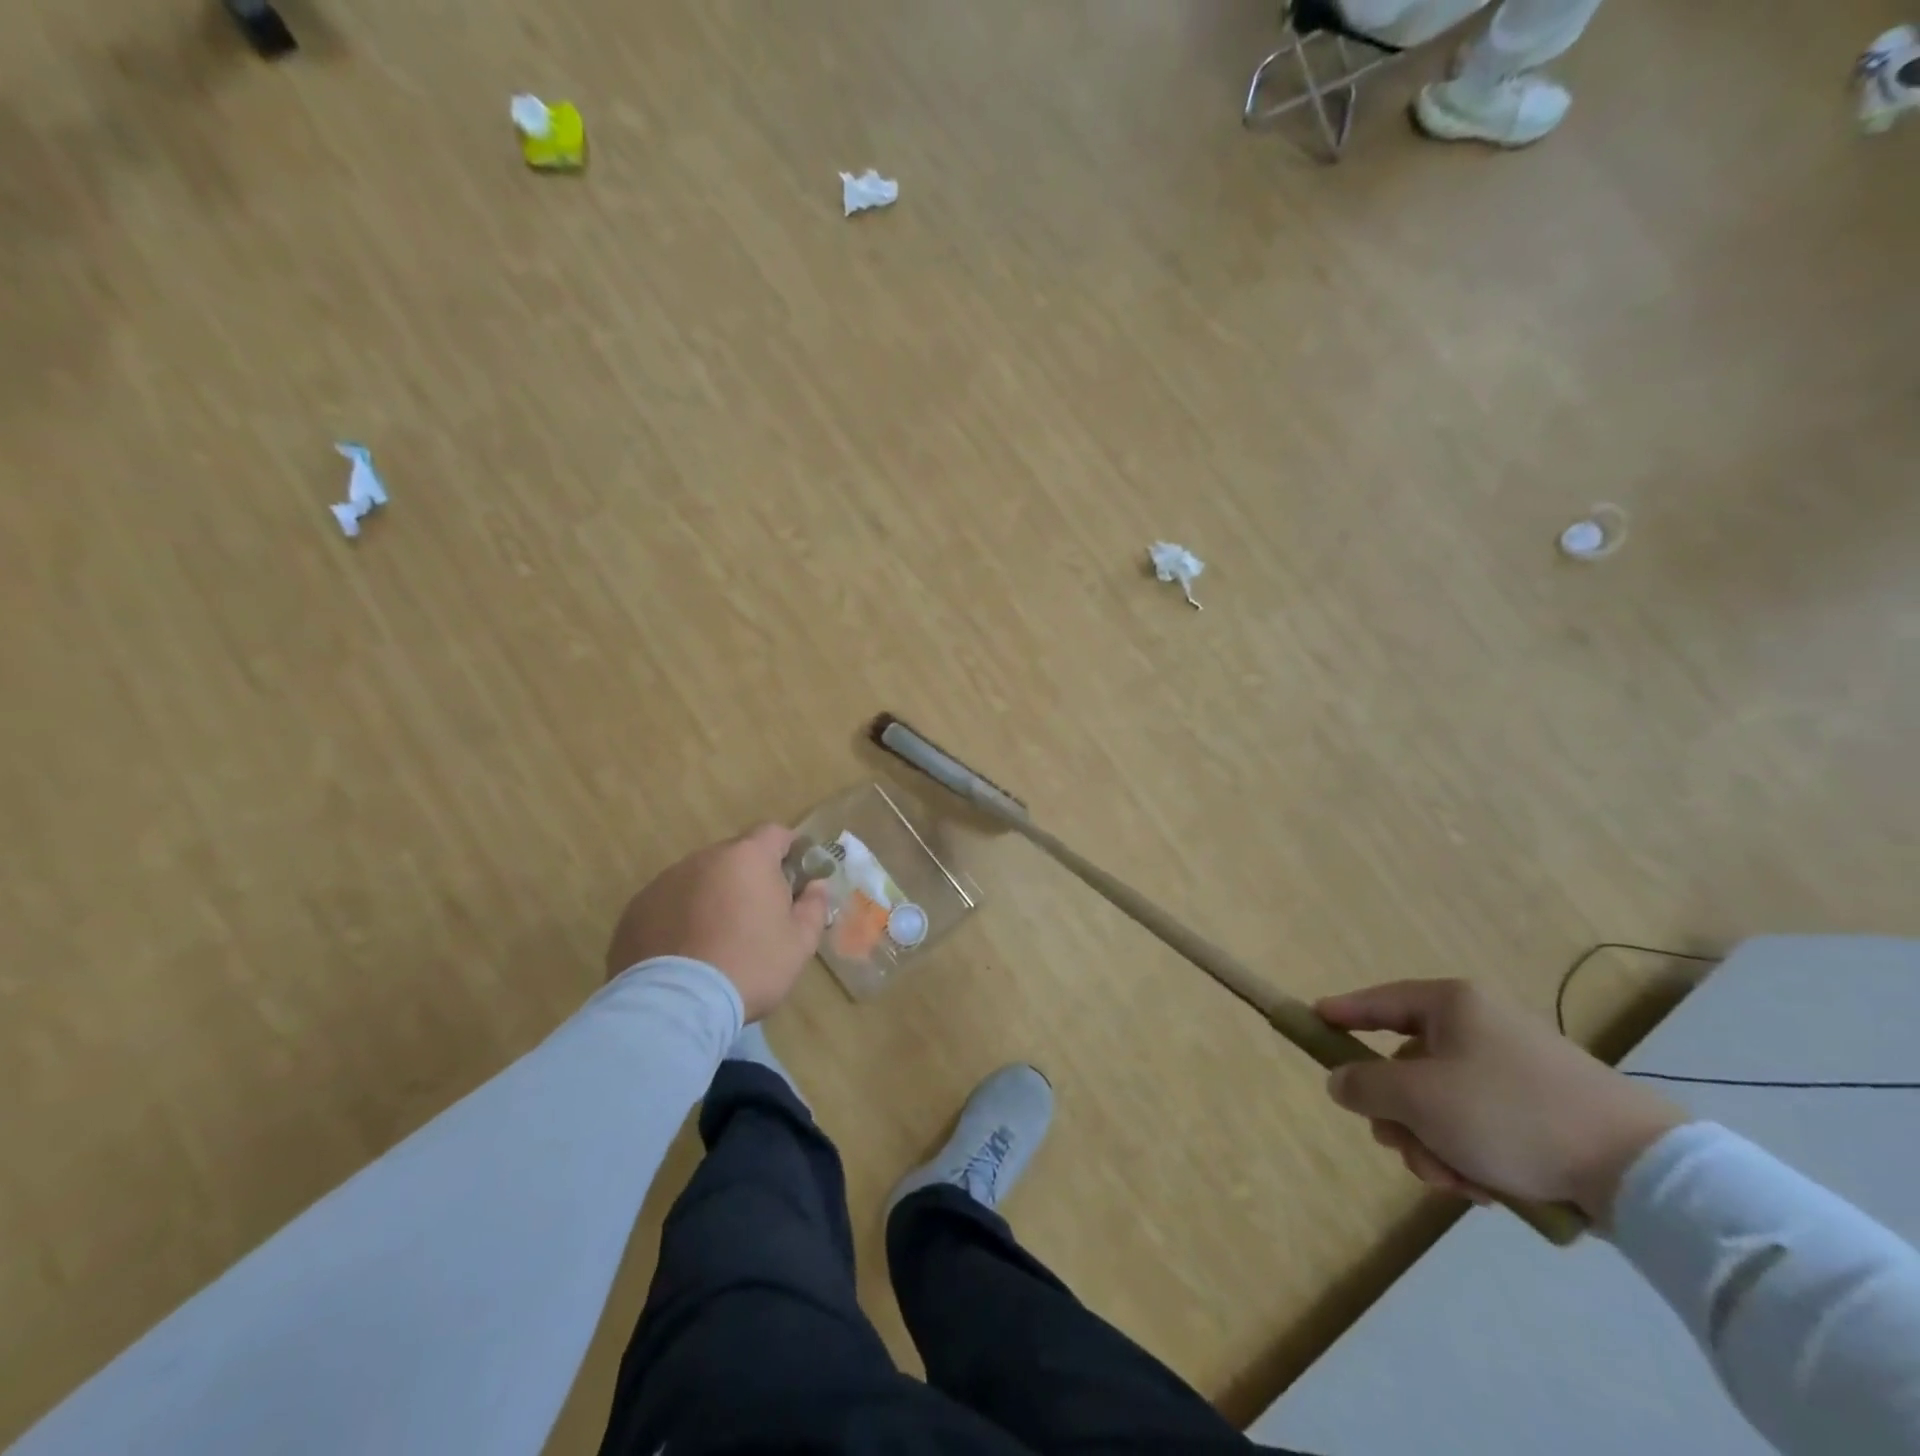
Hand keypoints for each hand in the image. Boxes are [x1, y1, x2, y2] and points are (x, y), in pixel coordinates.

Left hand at [604, 824, 830, 1021]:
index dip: (788, 850)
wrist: (675, 1005)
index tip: (795, 877)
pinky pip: (669, 904)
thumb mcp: (799, 943)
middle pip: (734, 856)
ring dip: (712, 897)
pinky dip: (681, 918)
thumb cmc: (750, 966)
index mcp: (747, 858)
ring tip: (717, 939)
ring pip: (699, 879)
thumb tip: (815, 886)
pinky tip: (685, 953)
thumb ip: (813, 906)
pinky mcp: (636, 910)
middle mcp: (703, 858)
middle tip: (757, 915)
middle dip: (748, 877)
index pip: (774, 833)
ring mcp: (664, 882)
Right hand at [1316, 978, 1686, 1223]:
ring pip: (1443, 1102)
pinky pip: (1481, 1123)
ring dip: (1435, 1144)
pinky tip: (1486, 1187)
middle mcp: (1481, 1026)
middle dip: (1400, 1115)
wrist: (1640, 1170)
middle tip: (1403, 1150)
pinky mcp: (1544, 1107)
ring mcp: (1515, 1066)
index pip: (1379, 1001)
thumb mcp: (1419, 1099)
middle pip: (1409, 1065)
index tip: (1312, 1020)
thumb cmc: (1510, 1114)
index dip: (1342, 1012)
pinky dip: (1471, 1153)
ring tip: (1454, 1181)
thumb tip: (1340, 1081)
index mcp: (1452, 1005)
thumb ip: (1364, 1085)